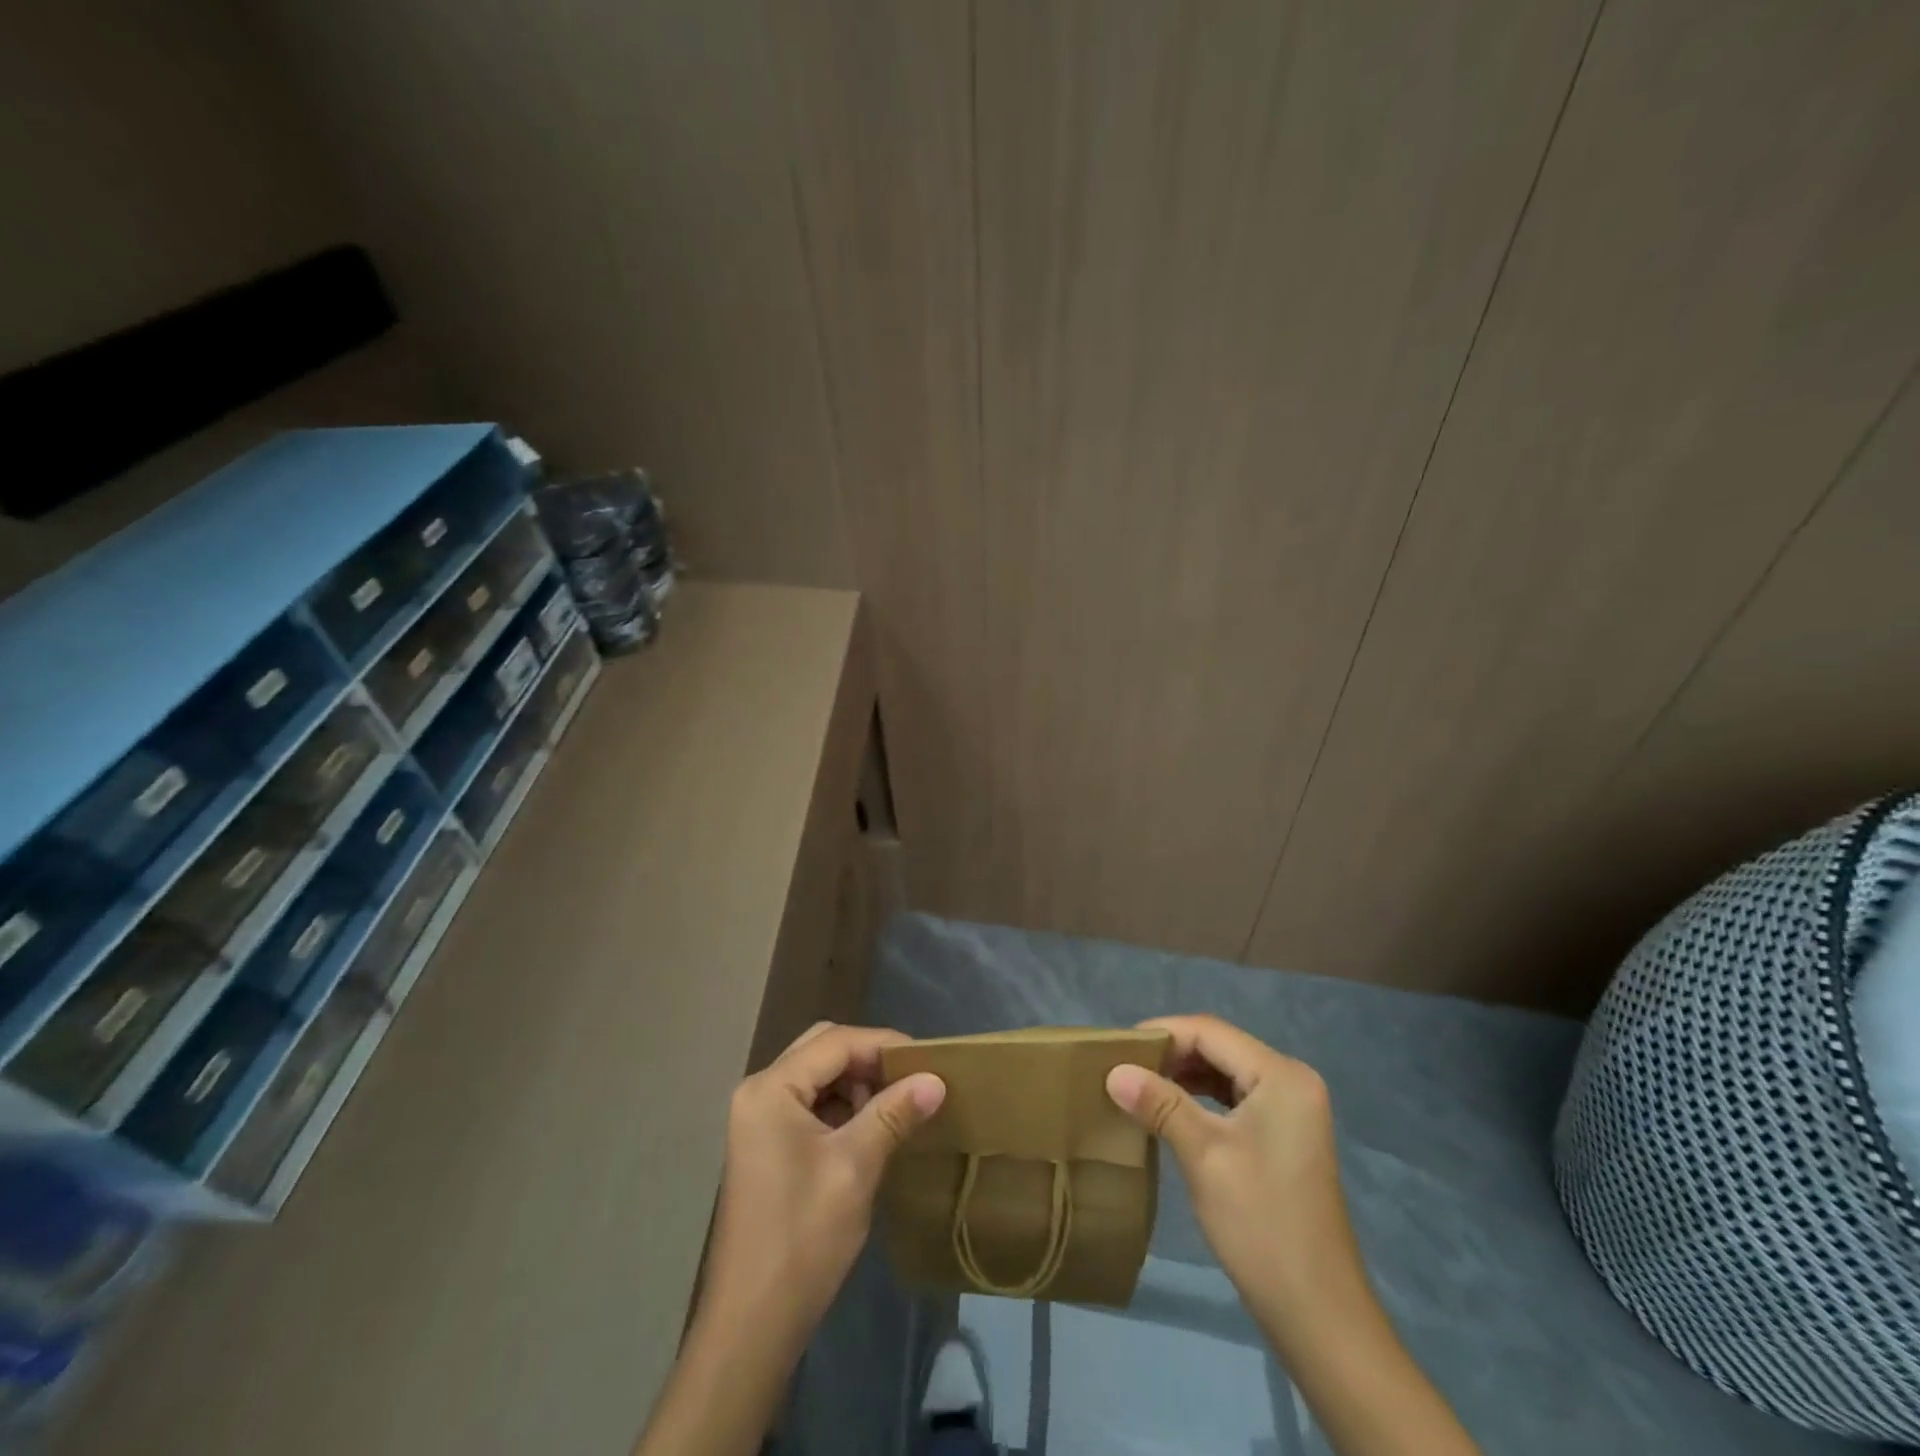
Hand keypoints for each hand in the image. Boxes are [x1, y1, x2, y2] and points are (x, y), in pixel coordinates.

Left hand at [702, 1022, 945, 1344]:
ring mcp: (759, 1118)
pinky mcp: (767, 1143)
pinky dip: (842, 1106)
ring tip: (896, 1107)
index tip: (927, 1060)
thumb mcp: (855, 1167)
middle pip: (823, 1050)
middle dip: (869, 1060)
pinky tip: (871, 1129)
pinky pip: (810, 1103)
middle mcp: (759, 1091)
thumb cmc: (802, 1237)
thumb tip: (936, 1079)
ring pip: (818, 1075)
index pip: (836, 1042)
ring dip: (857, 1083)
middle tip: (911, 1080)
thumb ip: (894, 1113)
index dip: (883, 1044)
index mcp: (771, 1088)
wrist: (752, 1323)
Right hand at [1105, 1014, 1360, 1349]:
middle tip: (1123, 1067)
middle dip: (1171, 1054)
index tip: (1117, 1048)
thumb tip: (1113, 1071)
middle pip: (1219, 1048)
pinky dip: (1201, 1098)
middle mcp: (1292, 1081)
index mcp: (1282, 1075)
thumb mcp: (1204, 1155)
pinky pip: (1235, 1098)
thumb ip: (1160, 1103)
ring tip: (1139, 1085)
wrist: (1317, 1314)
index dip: (1162, 1033)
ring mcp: (1292, 1110)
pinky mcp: (1284, 1136)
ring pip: (1225, 1072)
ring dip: (1183, 1075)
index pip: (1210, 1032)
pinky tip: (1170, 1111)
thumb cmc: (1260, 1223)